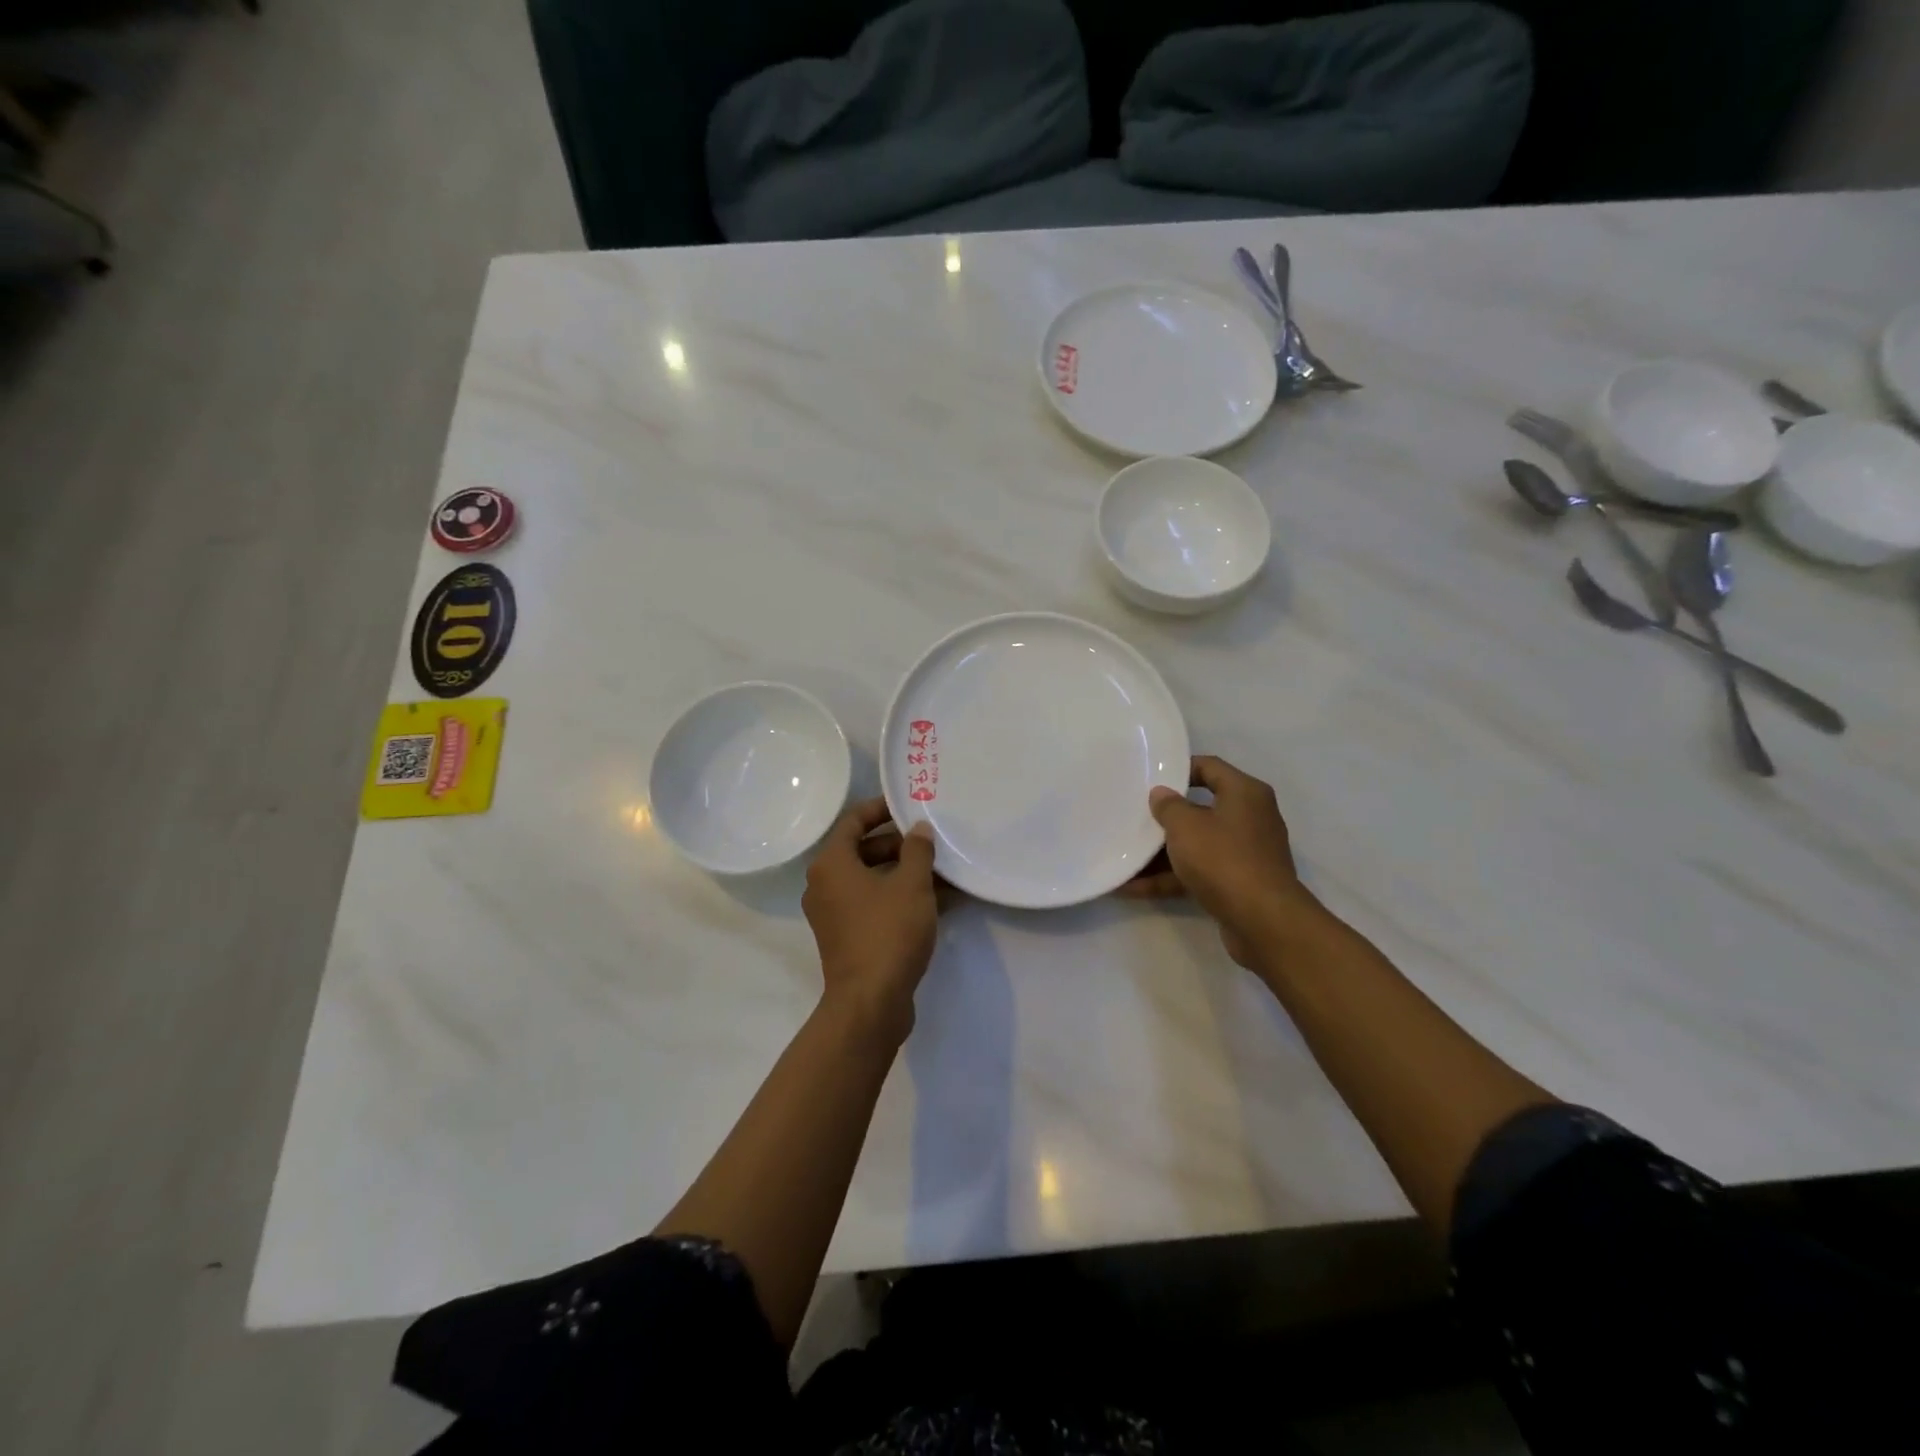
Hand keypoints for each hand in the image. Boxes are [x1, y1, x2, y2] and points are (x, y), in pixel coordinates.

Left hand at [802, 799, 939, 1041]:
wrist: (870, 1002)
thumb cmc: (888, 932)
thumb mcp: (912, 884)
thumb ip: (917, 850)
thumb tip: (918, 830)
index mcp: (831, 864)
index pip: (853, 821)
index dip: (881, 809)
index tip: (908, 805)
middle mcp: (824, 885)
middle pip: (862, 850)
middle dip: (899, 845)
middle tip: (932, 843)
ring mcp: (833, 914)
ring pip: (870, 880)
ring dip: (903, 873)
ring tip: (942, 872)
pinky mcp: (846, 937)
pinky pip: (872, 904)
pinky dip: (897, 897)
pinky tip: (935, 901)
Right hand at [1118, 755, 1322, 968]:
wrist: (1262, 921)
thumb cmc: (1223, 858)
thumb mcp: (1186, 826)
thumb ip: (1168, 806)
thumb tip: (1162, 794)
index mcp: (1244, 793)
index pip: (1209, 767)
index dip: (1178, 769)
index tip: (1149, 777)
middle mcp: (1250, 818)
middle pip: (1201, 808)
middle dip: (1166, 816)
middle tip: (1133, 814)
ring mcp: (1245, 853)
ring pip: (1197, 845)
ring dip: (1162, 853)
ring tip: (1125, 855)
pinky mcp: (1238, 883)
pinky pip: (1198, 872)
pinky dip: (1170, 878)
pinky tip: (1133, 888)